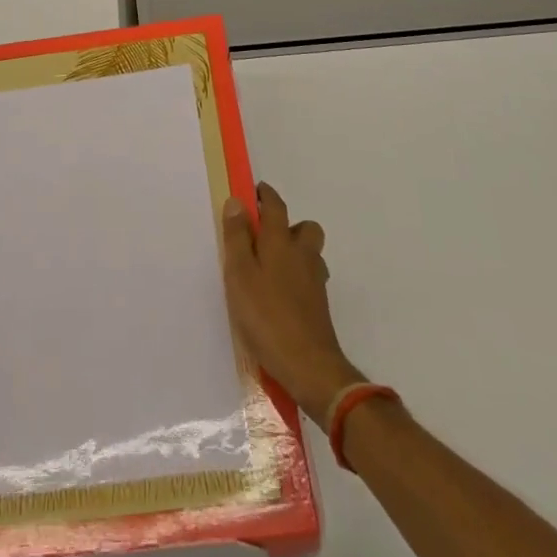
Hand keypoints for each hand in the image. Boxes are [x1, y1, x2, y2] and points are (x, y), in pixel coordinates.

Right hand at [220, 184, 362, 429]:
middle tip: (264, 237)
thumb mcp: (240, 275)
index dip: (265, 195)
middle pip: (305, 227)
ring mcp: (315, 281)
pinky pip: (310, 277)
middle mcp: (303, 255)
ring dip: (295, 251)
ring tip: (270, 267)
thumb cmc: (267, 316)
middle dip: (288, 225)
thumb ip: (237, 237)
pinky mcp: (319, 305)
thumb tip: (238, 202)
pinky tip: (281, 294)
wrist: (309, 366)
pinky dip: (298, 276)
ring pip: (310, 253)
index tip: (255, 190)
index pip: (276, 206)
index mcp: (281, 242)